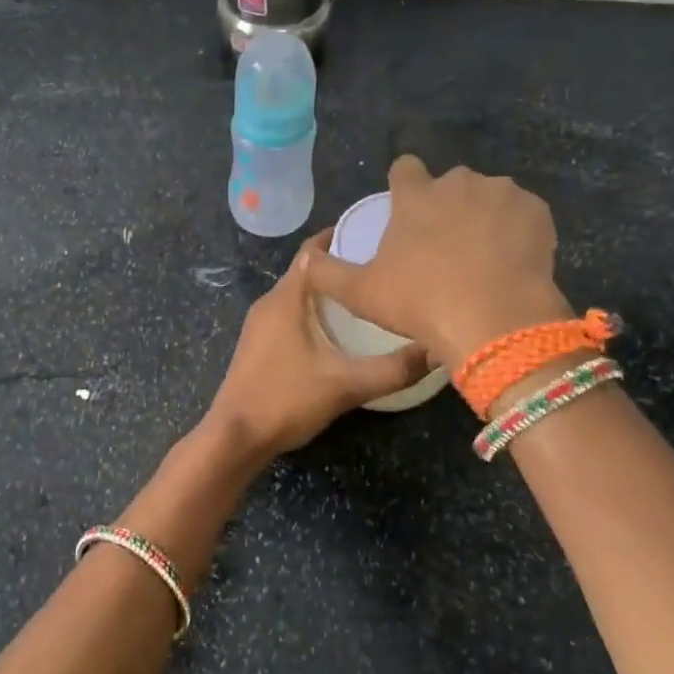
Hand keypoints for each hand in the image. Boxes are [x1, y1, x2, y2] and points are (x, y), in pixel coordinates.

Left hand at [205, 231, 429, 462]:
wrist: (235, 437)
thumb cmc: (286, 400)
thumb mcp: (346, 385)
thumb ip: (394, 368)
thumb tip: (437, 350)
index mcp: (286, 298)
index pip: (313, 250)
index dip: (342, 237)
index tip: (377, 236)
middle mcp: (269, 303)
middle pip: (308, 271)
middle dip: (342, 266)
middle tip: (382, 269)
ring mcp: (260, 326)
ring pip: (299, 296)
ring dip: (329, 293)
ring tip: (368, 297)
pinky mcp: (259, 346)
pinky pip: (291, 315)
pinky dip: (315, 313)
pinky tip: (340, 332)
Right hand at [302, 155, 570, 370]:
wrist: (495, 322)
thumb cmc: (420, 303)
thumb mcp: (360, 294)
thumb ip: (327, 273)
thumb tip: (306, 259)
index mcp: (416, 196)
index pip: (405, 168)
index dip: (404, 185)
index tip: (407, 210)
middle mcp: (459, 183)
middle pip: (450, 185)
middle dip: (447, 207)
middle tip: (445, 248)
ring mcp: (502, 194)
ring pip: (489, 198)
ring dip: (484, 217)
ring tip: (482, 258)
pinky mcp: (537, 212)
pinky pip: (522, 215)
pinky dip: (517, 232)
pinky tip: (511, 262)